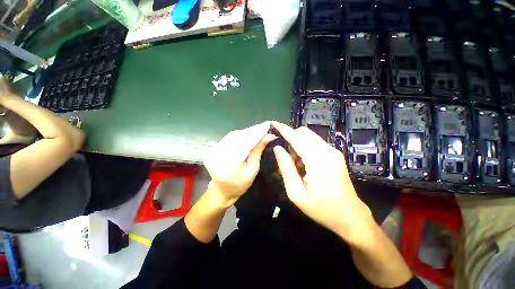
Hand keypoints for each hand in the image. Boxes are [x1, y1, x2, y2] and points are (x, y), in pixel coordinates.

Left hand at [203, 121, 275, 206]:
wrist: (222, 190)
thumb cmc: (240, 185)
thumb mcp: (252, 170)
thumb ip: (258, 151)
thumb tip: (269, 136)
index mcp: (230, 165)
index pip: (246, 143)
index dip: (257, 133)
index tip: (268, 124)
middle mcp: (219, 155)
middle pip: (239, 137)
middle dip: (254, 130)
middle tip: (266, 126)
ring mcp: (213, 151)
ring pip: (234, 134)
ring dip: (247, 131)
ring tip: (259, 129)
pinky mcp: (212, 148)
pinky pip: (229, 137)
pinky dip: (240, 134)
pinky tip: (248, 133)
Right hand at [272, 121, 374, 244]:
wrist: (350, 215)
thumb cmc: (322, 208)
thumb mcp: (297, 194)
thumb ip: (286, 169)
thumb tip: (278, 149)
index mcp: (318, 161)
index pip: (297, 138)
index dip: (284, 130)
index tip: (273, 124)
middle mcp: (327, 151)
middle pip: (304, 132)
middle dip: (290, 137)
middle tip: (283, 154)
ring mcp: (333, 151)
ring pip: (309, 137)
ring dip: (297, 144)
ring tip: (293, 163)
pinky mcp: (334, 154)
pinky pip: (315, 143)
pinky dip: (304, 148)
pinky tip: (303, 164)